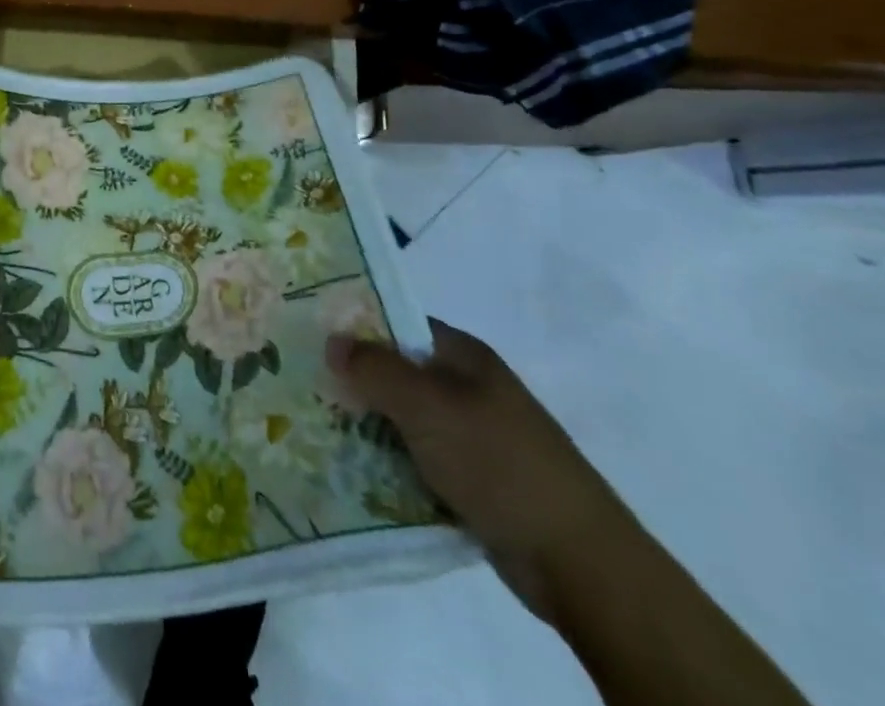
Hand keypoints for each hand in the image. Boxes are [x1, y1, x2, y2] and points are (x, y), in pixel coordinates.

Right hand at [326, 319, 634, 619]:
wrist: (580, 562)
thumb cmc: (497, 462)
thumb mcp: (426, 406)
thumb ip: (374, 368)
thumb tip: (332, 340)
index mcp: (463, 356)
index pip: (398, 323)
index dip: (356, 325)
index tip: (311, 336)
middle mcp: (467, 388)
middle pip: (397, 372)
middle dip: (355, 380)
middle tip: (304, 385)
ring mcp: (473, 436)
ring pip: (405, 420)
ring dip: (369, 426)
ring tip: (317, 428)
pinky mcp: (475, 481)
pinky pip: (419, 460)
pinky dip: (391, 464)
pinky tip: (355, 471)